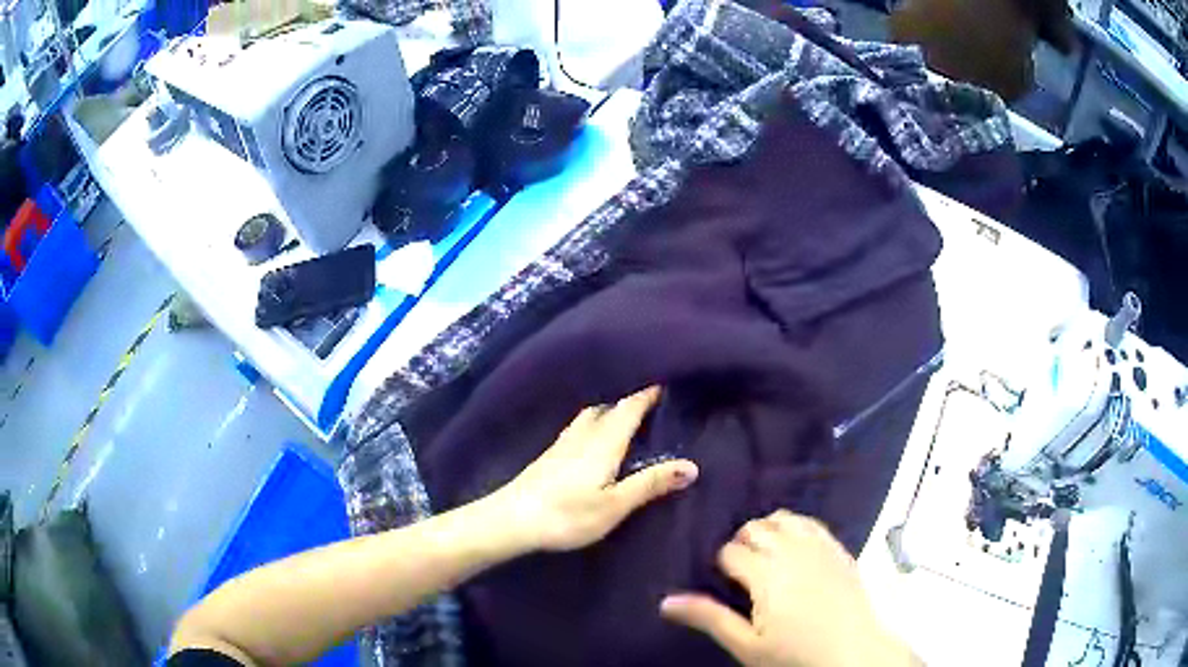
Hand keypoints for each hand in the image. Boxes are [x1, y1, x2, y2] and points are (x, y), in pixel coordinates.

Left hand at [489, 386, 698, 551]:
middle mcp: (583, 434)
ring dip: (610, 409)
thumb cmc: (566, 515)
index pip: (629, 408)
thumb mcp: (614, 505)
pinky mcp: (550, 455)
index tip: (666, 379)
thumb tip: (692, 466)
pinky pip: (579, 426)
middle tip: (651, 398)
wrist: (511, 520)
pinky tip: (593, 436)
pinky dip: (594, 422)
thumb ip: (650, 484)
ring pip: (591, 415)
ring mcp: (563, 443)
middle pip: (609, 406)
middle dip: (630, 399)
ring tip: (626, 414)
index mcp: (603, 442)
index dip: (647, 393)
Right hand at [661, 511, 913, 666]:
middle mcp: (792, 551)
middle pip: (756, 528)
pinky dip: (797, 527)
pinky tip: (796, 546)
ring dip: (770, 529)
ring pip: (785, 519)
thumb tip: (666, 601)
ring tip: (766, 555)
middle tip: (742, 570)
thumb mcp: (746, 645)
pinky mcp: (839, 549)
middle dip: (742, 542)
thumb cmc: (795, 655)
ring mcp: (820, 547)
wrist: (853, 654)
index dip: (722, 563)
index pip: (731, 551)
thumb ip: (709, 618)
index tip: (723, 581)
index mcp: (766, 574)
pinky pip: (813, 523)